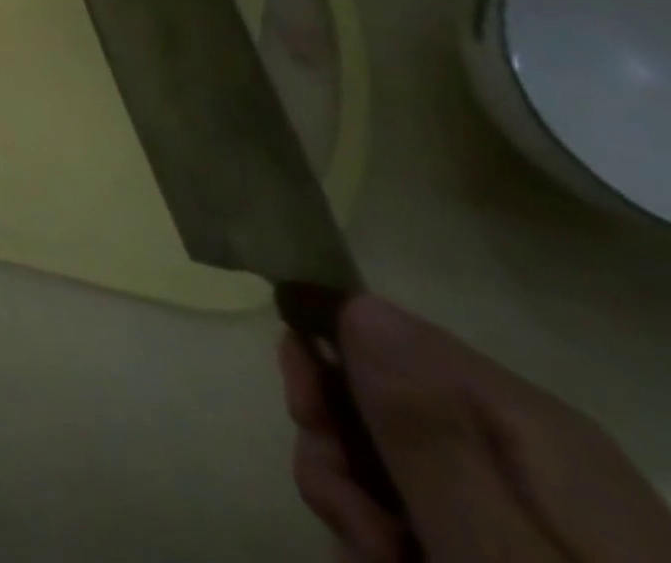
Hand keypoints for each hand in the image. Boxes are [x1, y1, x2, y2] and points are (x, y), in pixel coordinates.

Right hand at [281, 296, 670, 561]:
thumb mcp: (499, 555)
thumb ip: (427, 428)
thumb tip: (359, 304)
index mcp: (536, 426)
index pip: (388, 331)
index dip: (326, 361)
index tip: (304, 420)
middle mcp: (535, 449)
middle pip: (385, 398)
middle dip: (340, 450)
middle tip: (348, 521)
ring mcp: (536, 507)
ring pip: (393, 459)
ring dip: (358, 504)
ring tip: (375, 560)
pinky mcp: (524, 548)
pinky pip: (427, 509)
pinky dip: (392, 538)